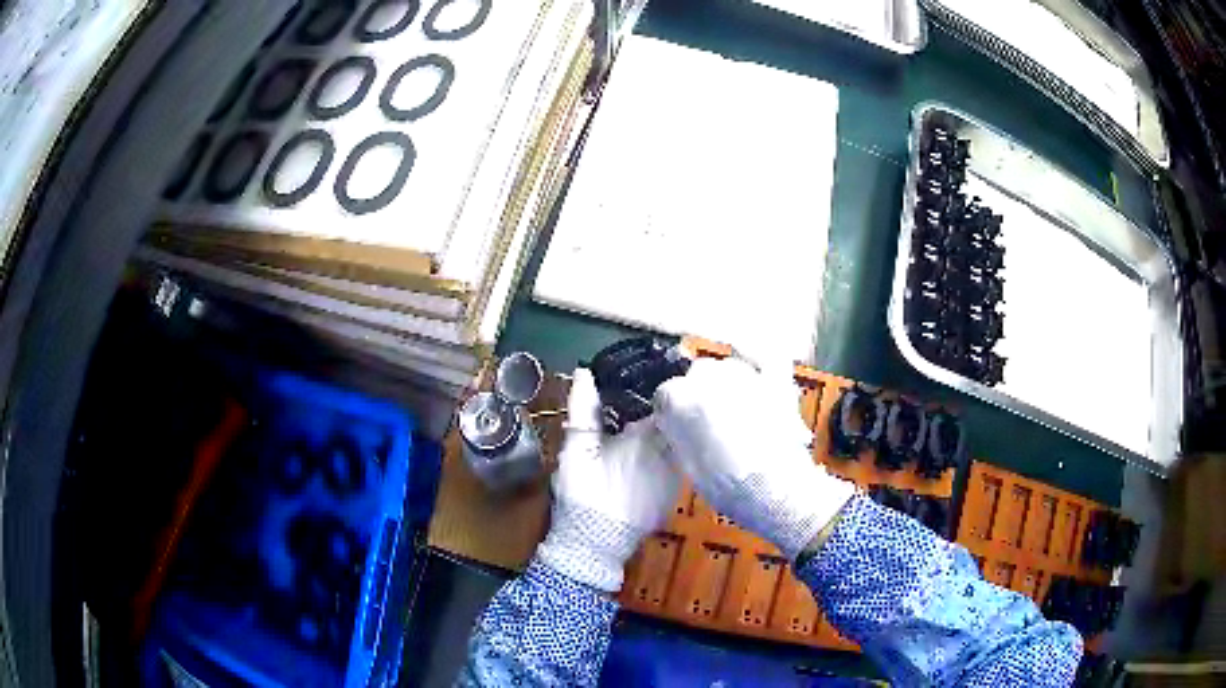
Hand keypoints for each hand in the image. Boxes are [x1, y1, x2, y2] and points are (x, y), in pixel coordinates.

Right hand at [535, 368, 680, 592]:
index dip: (662, 388)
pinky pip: (678, 466)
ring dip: (671, 432)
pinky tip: (652, 454)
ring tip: (652, 421)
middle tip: (651, 397)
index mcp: (649, 437)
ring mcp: (677, 477)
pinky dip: (669, 455)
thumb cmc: (584, 492)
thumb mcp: (577, 448)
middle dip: (668, 410)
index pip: (667, 403)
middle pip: (678, 422)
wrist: (595, 544)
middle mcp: (672, 455)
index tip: (654, 376)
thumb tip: (584, 373)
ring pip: (680, 444)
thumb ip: (583, 408)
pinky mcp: (675, 496)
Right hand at [652, 357, 854, 560]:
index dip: (672, 411)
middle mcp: (710, 377)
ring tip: (737, 411)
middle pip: (698, 375)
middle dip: (700, 394)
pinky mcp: (775, 381)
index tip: (678, 425)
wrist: (776, 489)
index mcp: (682, 399)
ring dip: (728, 384)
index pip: (666, 394)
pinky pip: (765, 357)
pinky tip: (754, 357)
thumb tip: (679, 423)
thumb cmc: (730, 485)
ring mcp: (746, 375)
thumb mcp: (688, 465)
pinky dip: (759, 356)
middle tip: (710, 423)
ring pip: (728, 368)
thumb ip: (680, 434)